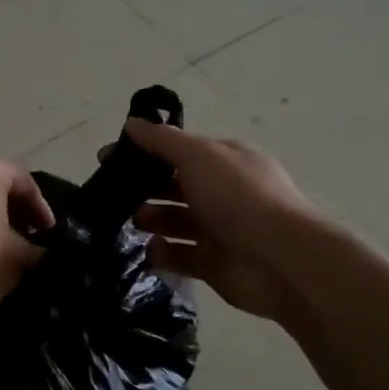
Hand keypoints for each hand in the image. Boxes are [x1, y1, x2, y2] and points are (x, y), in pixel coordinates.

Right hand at [121, 121, 324, 323]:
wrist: (280, 259)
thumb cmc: (239, 197)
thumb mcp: (198, 156)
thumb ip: (162, 141)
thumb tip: (131, 124)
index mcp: (225, 161)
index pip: (179, 150)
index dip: (145, 151)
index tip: (109, 159)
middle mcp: (223, 192)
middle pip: (175, 186)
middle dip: (145, 188)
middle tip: (114, 194)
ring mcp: (219, 230)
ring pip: (175, 221)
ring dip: (151, 220)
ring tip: (134, 222)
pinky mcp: (214, 265)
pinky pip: (181, 256)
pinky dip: (164, 253)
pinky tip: (151, 251)